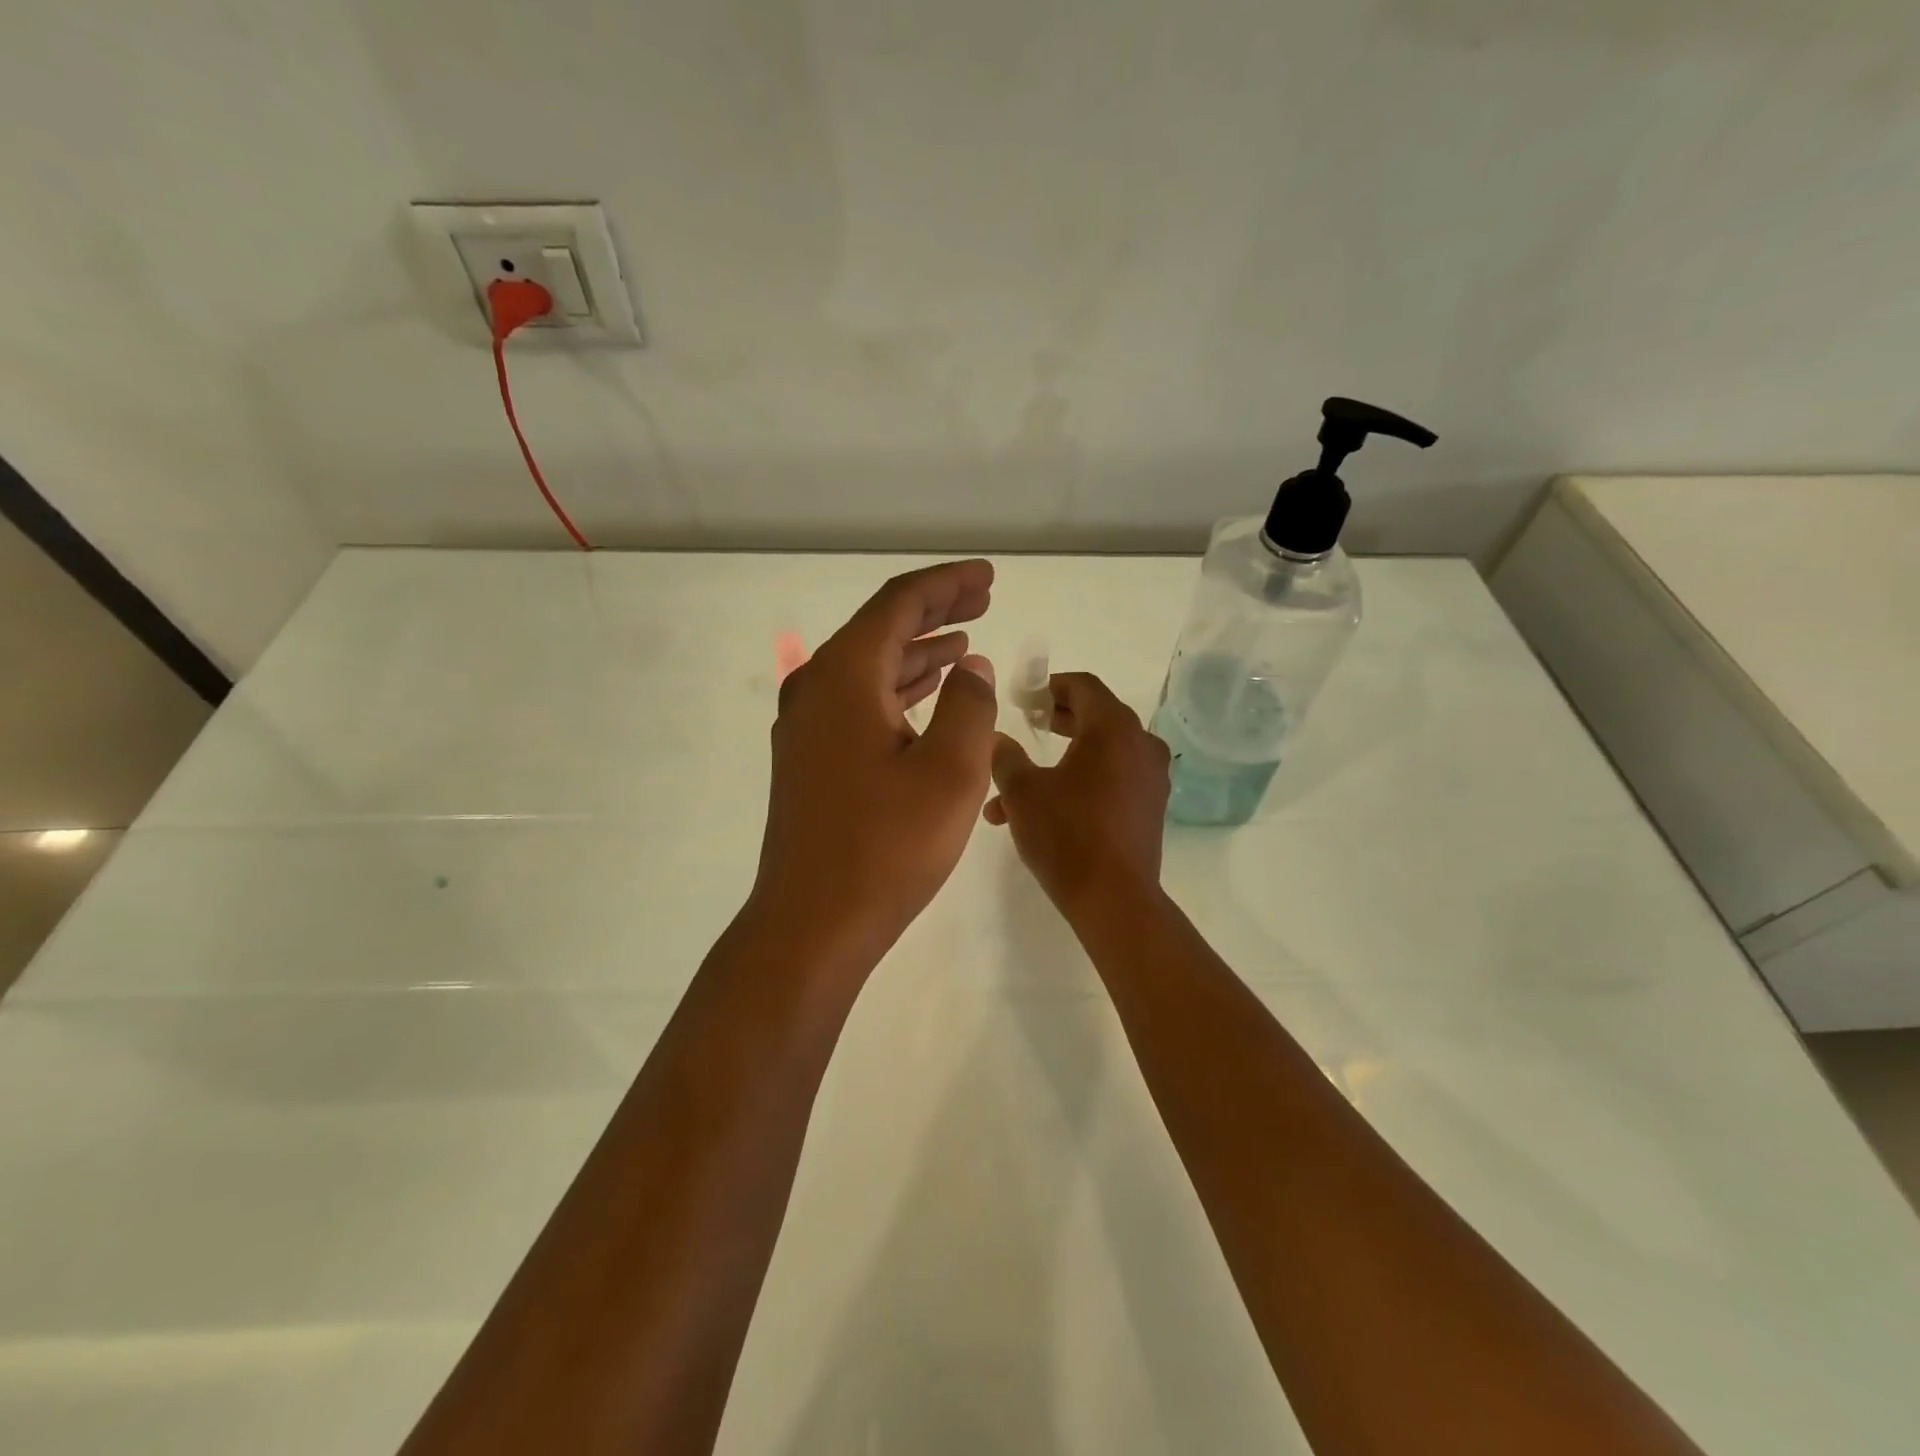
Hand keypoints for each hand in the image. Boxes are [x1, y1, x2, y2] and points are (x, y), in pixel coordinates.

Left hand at [752, 560, 999, 968]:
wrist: (813, 923)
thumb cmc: (887, 845)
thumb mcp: (951, 770)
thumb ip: (970, 706)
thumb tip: (971, 669)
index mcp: (844, 676)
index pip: (899, 604)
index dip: (947, 585)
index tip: (987, 577)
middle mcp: (815, 689)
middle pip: (880, 629)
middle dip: (934, 611)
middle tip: (982, 600)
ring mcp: (807, 727)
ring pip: (868, 668)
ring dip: (917, 653)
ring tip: (963, 644)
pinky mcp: (810, 761)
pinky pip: (859, 703)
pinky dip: (897, 691)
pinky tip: (928, 698)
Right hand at [983, 671, 1171, 919]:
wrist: (1113, 899)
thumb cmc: (1066, 834)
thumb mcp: (1022, 791)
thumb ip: (1005, 756)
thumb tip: (997, 739)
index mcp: (1113, 728)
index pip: (1084, 686)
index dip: (1051, 686)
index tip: (1025, 698)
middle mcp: (1140, 744)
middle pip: (1096, 716)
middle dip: (1057, 720)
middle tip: (1027, 725)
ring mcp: (1150, 778)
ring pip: (1100, 754)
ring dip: (1061, 761)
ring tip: (1016, 788)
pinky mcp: (1150, 808)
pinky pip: (1112, 780)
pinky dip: (1080, 783)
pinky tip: (1044, 811)